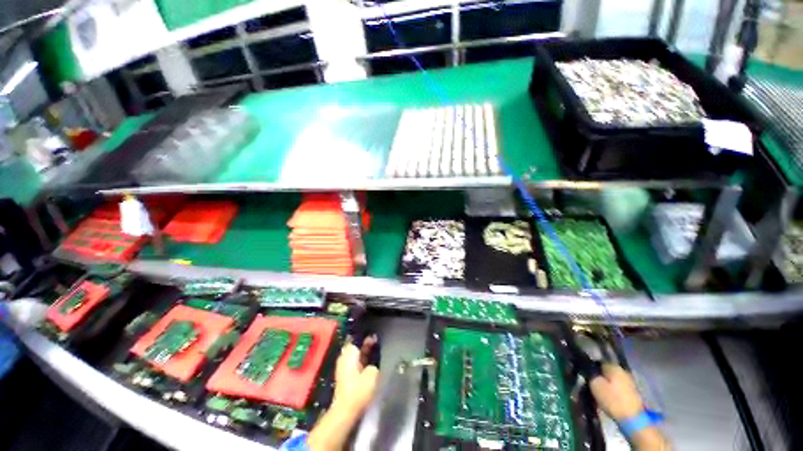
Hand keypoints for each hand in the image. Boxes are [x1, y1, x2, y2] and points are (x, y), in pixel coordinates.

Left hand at [332, 340, 379, 413]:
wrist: (346, 411)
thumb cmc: (359, 389)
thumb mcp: (372, 373)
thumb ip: (374, 363)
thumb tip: (372, 364)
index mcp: (349, 352)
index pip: (357, 338)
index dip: (367, 336)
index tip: (376, 335)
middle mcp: (344, 357)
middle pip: (357, 346)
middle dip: (366, 345)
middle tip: (378, 342)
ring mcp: (343, 368)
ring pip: (356, 356)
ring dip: (365, 354)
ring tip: (377, 351)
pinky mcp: (345, 378)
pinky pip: (355, 364)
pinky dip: (362, 363)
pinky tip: (371, 364)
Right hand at [589, 364, 643, 421]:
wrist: (634, 420)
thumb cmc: (613, 400)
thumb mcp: (595, 385)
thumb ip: (590, 374)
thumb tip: (588, 368)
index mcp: (613, 366)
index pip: (598, 362)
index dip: (590, 368)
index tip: (585, 376)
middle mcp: (623, 371)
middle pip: (606, 372)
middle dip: (599, 377)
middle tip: (591, 386)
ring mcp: (630, 383)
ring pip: (613, 381)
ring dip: (606, 385)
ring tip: (598, 394)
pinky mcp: (633, 394)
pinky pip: (618, 389)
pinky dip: (613, 392)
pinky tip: (608, 399)